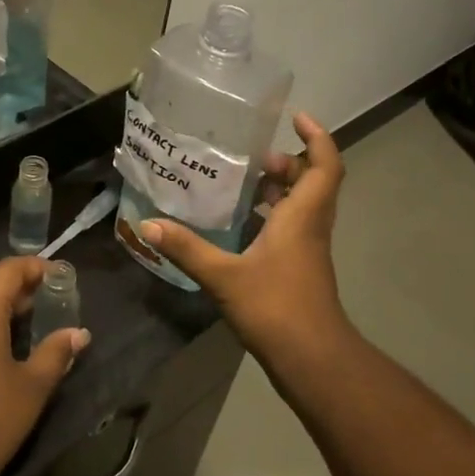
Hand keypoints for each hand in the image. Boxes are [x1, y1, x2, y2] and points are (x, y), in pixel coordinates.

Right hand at [139, 111, 351, 380]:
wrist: (311, 358)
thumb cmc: (276, 308)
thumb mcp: (224, 276)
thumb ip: (187, 248)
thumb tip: (149, 225)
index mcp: (302, 217)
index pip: (324, 166)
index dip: (317, 137)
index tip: (297, 117)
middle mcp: (310, 227)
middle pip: (312, 182)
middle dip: (288, 163)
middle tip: (253, 157)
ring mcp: (307, 249)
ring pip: (302, 206)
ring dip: (280, 189)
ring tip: (241, 182)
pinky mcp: (299, 268)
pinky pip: (291, 227)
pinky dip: (271, 216)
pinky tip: (238, 224)